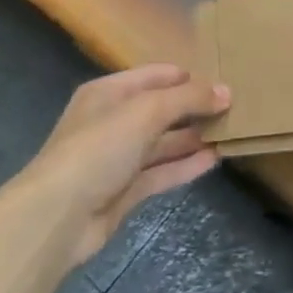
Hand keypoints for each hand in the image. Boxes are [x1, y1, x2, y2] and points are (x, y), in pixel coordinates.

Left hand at [20, 64, 227, 266]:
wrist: (58, 216)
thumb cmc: (99, 148)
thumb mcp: (146, 111)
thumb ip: (188, 98)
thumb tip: (227, 92)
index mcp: (109, 93)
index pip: (155, 76)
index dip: (188, 76)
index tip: (223, 80)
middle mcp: (112, 121)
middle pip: (160, 109)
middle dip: (194, 107)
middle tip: (234, 107)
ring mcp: (118, 158)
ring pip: (162, 142)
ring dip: (193, 137)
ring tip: (230, 132)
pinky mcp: (124, 191)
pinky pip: (161, 172)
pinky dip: (185, 166)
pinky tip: (214, 160)